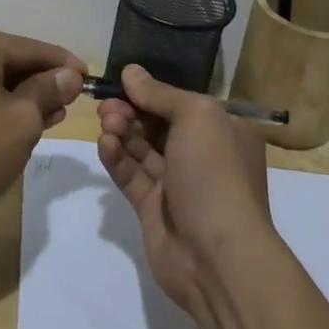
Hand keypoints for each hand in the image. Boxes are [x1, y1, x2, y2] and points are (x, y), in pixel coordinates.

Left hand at [0, 19, 84, 225]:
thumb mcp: (23, 119)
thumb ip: (49, 90)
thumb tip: (69, 76)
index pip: (27, 48)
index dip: (62, 64)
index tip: (89, 77)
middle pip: (5, 59)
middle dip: (39, 82)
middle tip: (70, 103)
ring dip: (18, 95)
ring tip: (50, 117)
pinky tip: (17, 122)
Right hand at [96, 65, 276, 310]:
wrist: (217, 257)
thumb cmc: (215, 173)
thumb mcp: (196, 117)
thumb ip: (161, 94)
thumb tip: (131, 71)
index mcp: (224, 131)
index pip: (183, 103)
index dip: (152, 91)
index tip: (122, 82)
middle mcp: (203, 155)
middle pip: (159, 124)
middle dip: (132, 111)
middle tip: (107, 105)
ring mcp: (178, 184)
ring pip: (142, 149)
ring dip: (122, 131)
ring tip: (105, 123)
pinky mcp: (153, 209)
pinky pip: (131, 175)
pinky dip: (117, 158)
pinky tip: (104, 144)